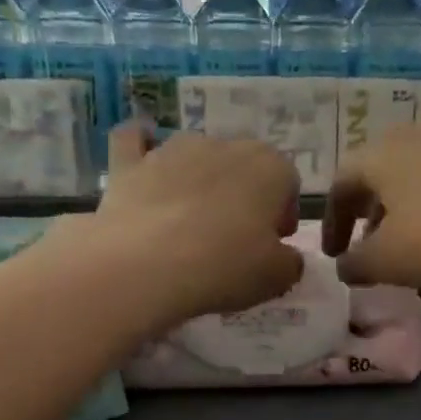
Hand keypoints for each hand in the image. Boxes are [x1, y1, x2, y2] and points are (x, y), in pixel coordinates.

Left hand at [93, 124, 303, 321]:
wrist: (146, 267)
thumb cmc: (224, 267)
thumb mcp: (276, 278)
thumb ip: (291, 263)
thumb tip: (287, 257)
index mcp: (269, 167)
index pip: (287, 182)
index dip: (282, 213)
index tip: (272, 243)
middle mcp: (223, 145)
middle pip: (243, 165)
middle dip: (243, 195)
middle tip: (235, 238)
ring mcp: (172, 149)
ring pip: (195, 154)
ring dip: (199, 178)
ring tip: (191, 220)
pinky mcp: (129, 163)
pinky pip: (134, 141)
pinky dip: (139, 148)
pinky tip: (141, 163)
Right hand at [320, 124, 420, 288]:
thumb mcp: (386, 262)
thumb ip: (355, 265)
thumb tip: (343, 266)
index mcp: (378, 155)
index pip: (340, 184)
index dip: (331, 222)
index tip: (333, 255)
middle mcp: (412, 135)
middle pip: (377, 173)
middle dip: (366, 212)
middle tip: (366, 245)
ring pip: (413, 175)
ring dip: (401, 209)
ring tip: (406, 243)